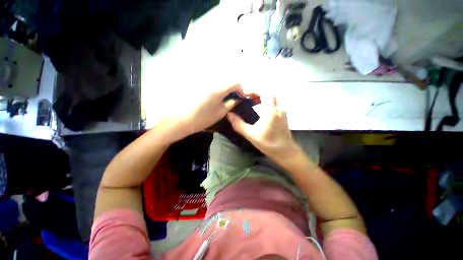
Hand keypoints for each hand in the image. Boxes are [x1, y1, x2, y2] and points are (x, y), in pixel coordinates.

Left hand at [163, 84, 244, 141]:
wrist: (181, 120)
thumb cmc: (203, 118)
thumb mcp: (220, 112)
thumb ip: (232, 104)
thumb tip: (238, 99)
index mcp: (219, 88)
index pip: (235, 83)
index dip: (240, 90)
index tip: (239, 98)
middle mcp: (211, 81)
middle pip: (227, 81)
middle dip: (232, 89)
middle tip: (231, 99)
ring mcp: (203, 81)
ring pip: (218, 81)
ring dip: (224, 88)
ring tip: (222, 99)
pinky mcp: (196, 84)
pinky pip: (210, 83)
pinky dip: (215, 88)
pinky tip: (212, 97)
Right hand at [227, 96, 300, 160]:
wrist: (285, 151)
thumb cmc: (268, 143)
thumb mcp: (250, 134)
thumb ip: (238, 124)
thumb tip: (229, 114)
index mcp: (271, 111)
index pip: (265, 92)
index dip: (254, 91)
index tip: (245, 96)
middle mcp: (278, 108)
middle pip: (269, 93)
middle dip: (257, 94)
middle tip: (247, 99)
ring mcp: (283, 111)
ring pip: (273, 98)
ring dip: (263, 97)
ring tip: (253, 103)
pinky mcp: (284, 115)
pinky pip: (275, 103)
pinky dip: (267, 102)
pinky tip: (261, 110)